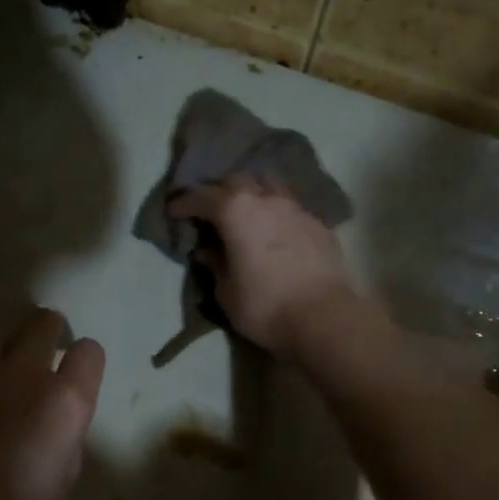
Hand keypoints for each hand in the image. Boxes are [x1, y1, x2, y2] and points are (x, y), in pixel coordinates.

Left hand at [0, 308, 104, 499]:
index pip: (89, 352)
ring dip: (10, 332)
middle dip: (50, 330)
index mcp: (64, 402)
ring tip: (8, 351)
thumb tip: (57, 423)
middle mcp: (23, 373)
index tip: (79, 374)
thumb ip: (65, 438)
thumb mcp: (62, 482)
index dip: (86, 361)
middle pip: (42, 323)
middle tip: (47, 348)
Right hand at [167, 179, 358, 356]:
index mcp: (236, 211)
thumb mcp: (226, 292)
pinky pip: (290, 207)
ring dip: (252, 196)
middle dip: (219, 192)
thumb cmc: (266, 307)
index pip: (201, 197)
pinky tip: (275, 230)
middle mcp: (266, 199)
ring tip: (246, 214)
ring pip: (268, 187)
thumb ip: (215, 265)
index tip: (174, 212)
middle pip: (236, 181)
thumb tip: (209, 250)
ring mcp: (296, 208)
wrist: (325, 318)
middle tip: (210, 212)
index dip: (184, 204)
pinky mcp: (319, 224)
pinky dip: (276, 213)